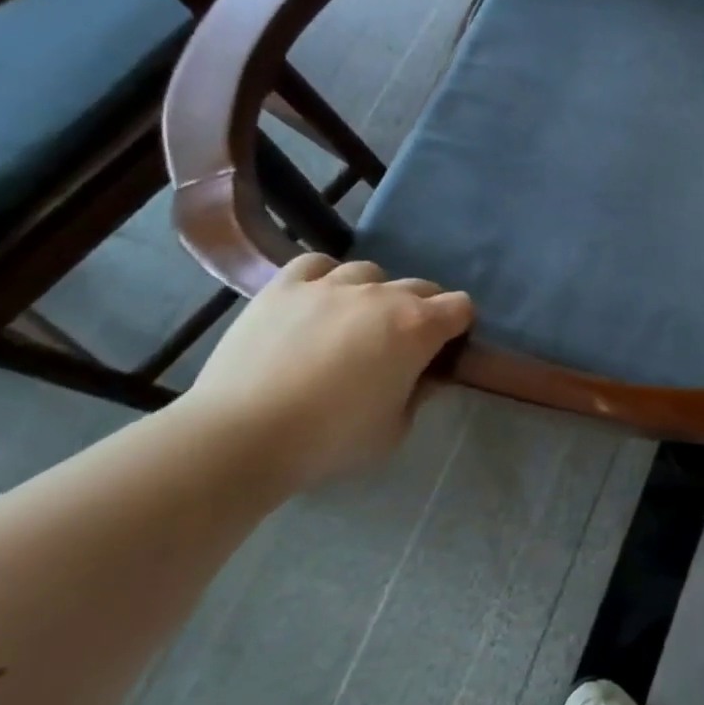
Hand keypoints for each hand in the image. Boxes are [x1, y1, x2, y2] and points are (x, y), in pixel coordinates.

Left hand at [188, 254, 472, 489]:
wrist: (242, 435)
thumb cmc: (330, 439)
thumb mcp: (394, 431)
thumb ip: (419, 395)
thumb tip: (425, 375)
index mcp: (418, 327)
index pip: (461, 306)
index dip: (458, 326)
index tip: (444, 350)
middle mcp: (382, 294)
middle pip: (420, 286)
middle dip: (420, 310)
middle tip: (399, 345)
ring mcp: (332, 284)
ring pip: (370, 272)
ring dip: (372, 294)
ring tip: (352, 322)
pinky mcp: (286, 286)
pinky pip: (317, 264)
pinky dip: (324, 278)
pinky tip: (316, 301)